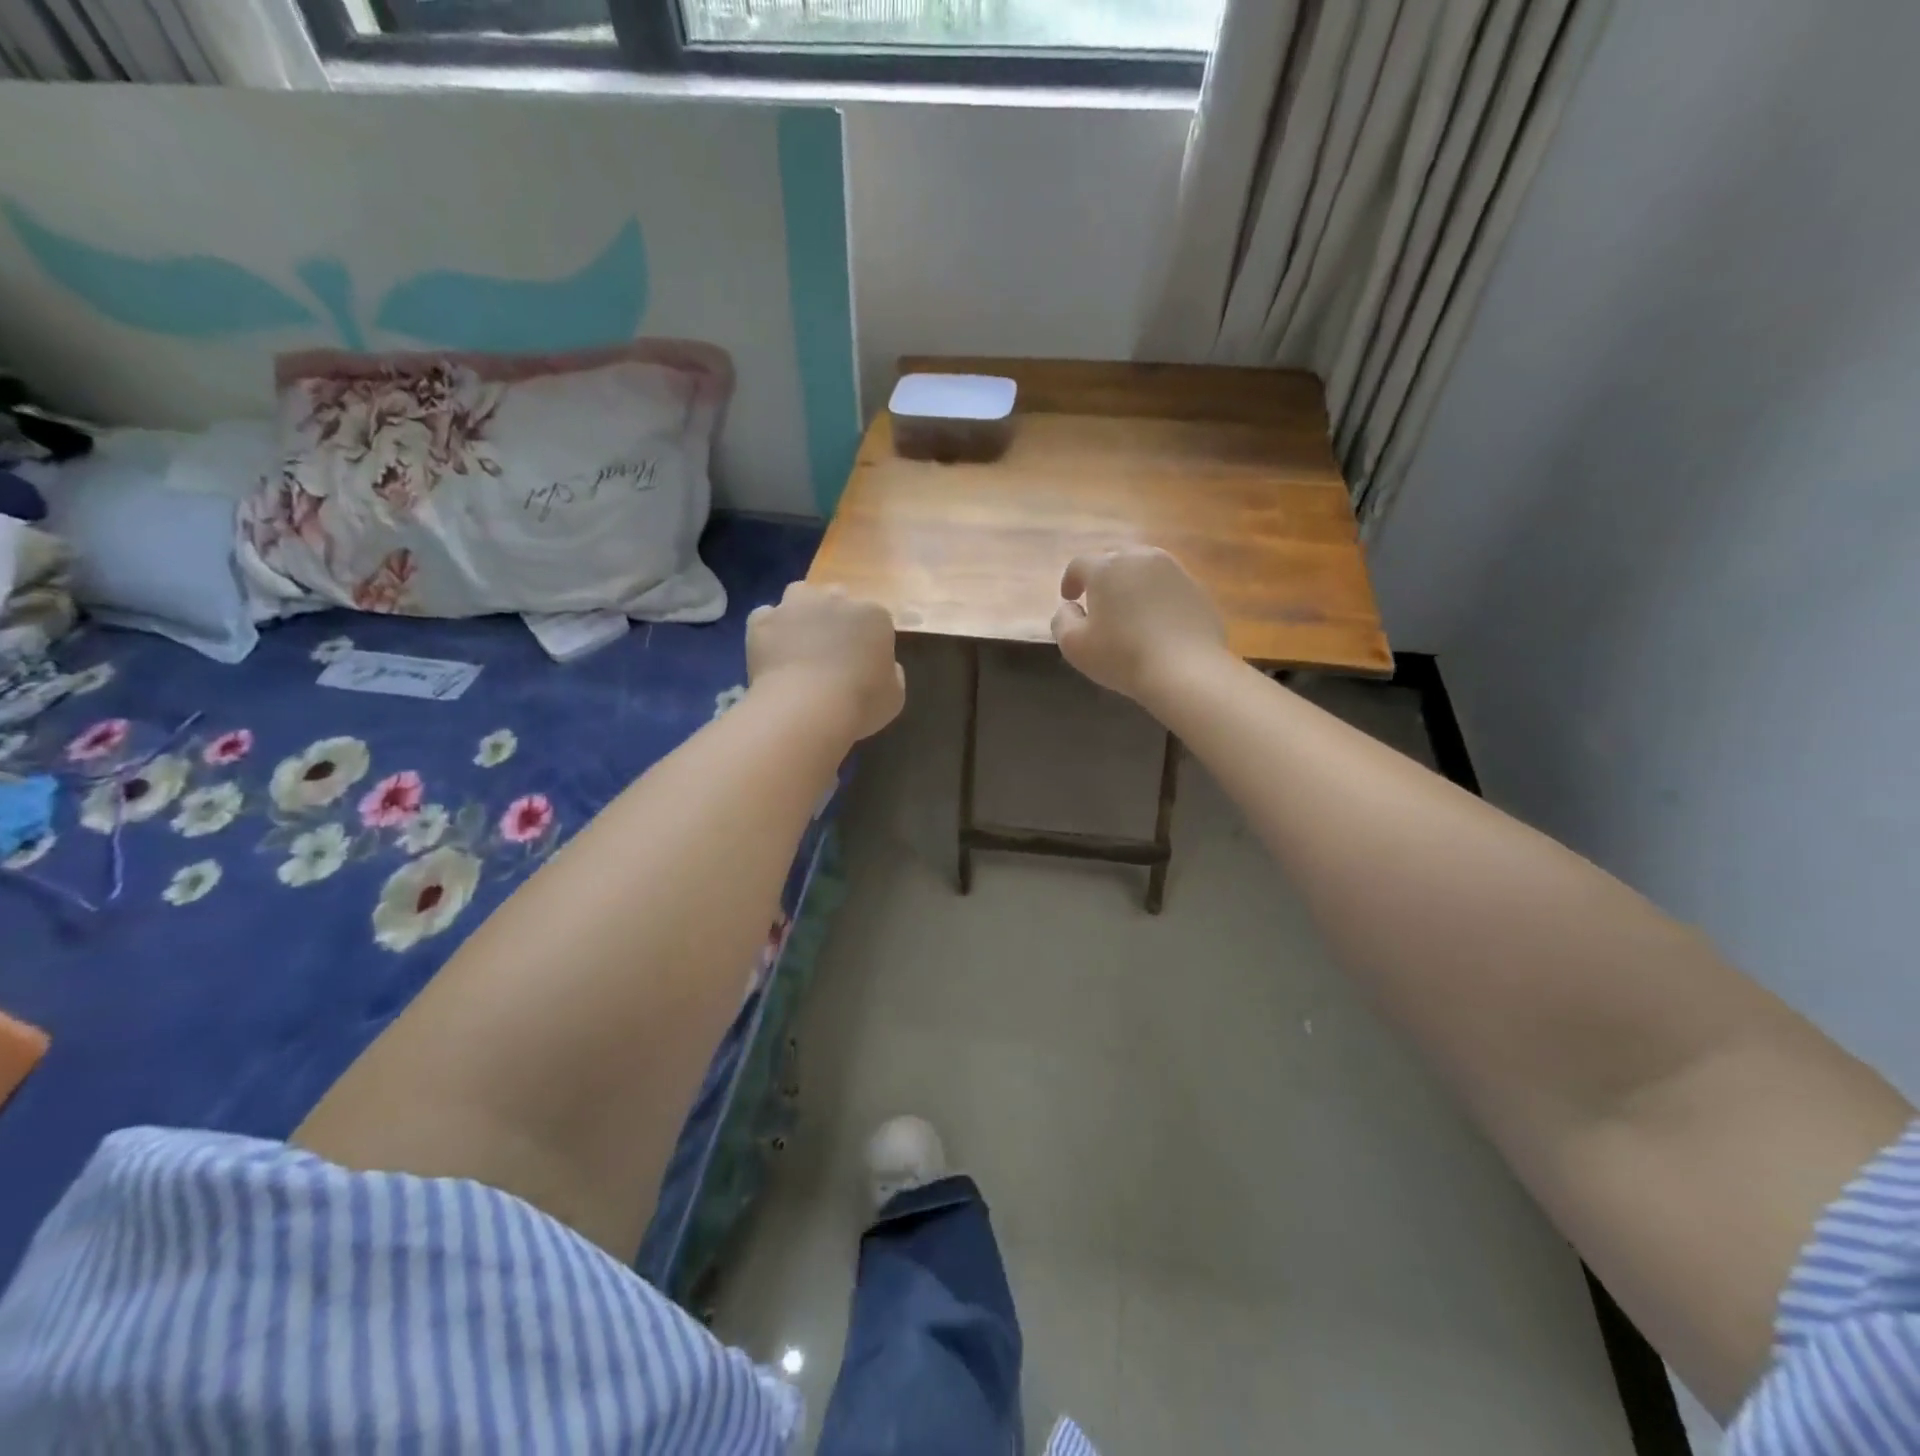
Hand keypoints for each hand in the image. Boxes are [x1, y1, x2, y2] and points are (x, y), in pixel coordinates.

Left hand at [747, 583, 904, 741]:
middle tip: (831, 650)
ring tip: (799, 642)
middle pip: (837, 598)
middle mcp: (835, 599)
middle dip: (835, 617)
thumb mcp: (894, 696)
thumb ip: (891, 674)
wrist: (806, 708)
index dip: (867, 639)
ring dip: (801, 612)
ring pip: (800, 595)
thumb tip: (883, 666)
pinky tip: (772, 652)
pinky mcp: (763, 620)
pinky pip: (766, 617)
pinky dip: (769, 630)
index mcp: (874, 615)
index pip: (874, 617)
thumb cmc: (860, 703)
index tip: (862, 662)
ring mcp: (796, 606)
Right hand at [1051, 548, 1229, 703]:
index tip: (1069, 598)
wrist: (1187, 670)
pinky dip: (1158, 596)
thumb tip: (1070, 608)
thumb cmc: (1122, 657)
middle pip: (1115, 557)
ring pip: (1145, 567)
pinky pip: (1169, 585)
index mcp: (1106, 568)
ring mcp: (1174, 570)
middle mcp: (1141, 558)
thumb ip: (1062, 621)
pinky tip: (1157, 621)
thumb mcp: (1074, 646)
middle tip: (1098, 599)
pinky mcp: (1197, 589)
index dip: (1070, 579)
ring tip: (1129, 607)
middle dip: (1102, 575)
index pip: (1079, 564)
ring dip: (1132, 581)